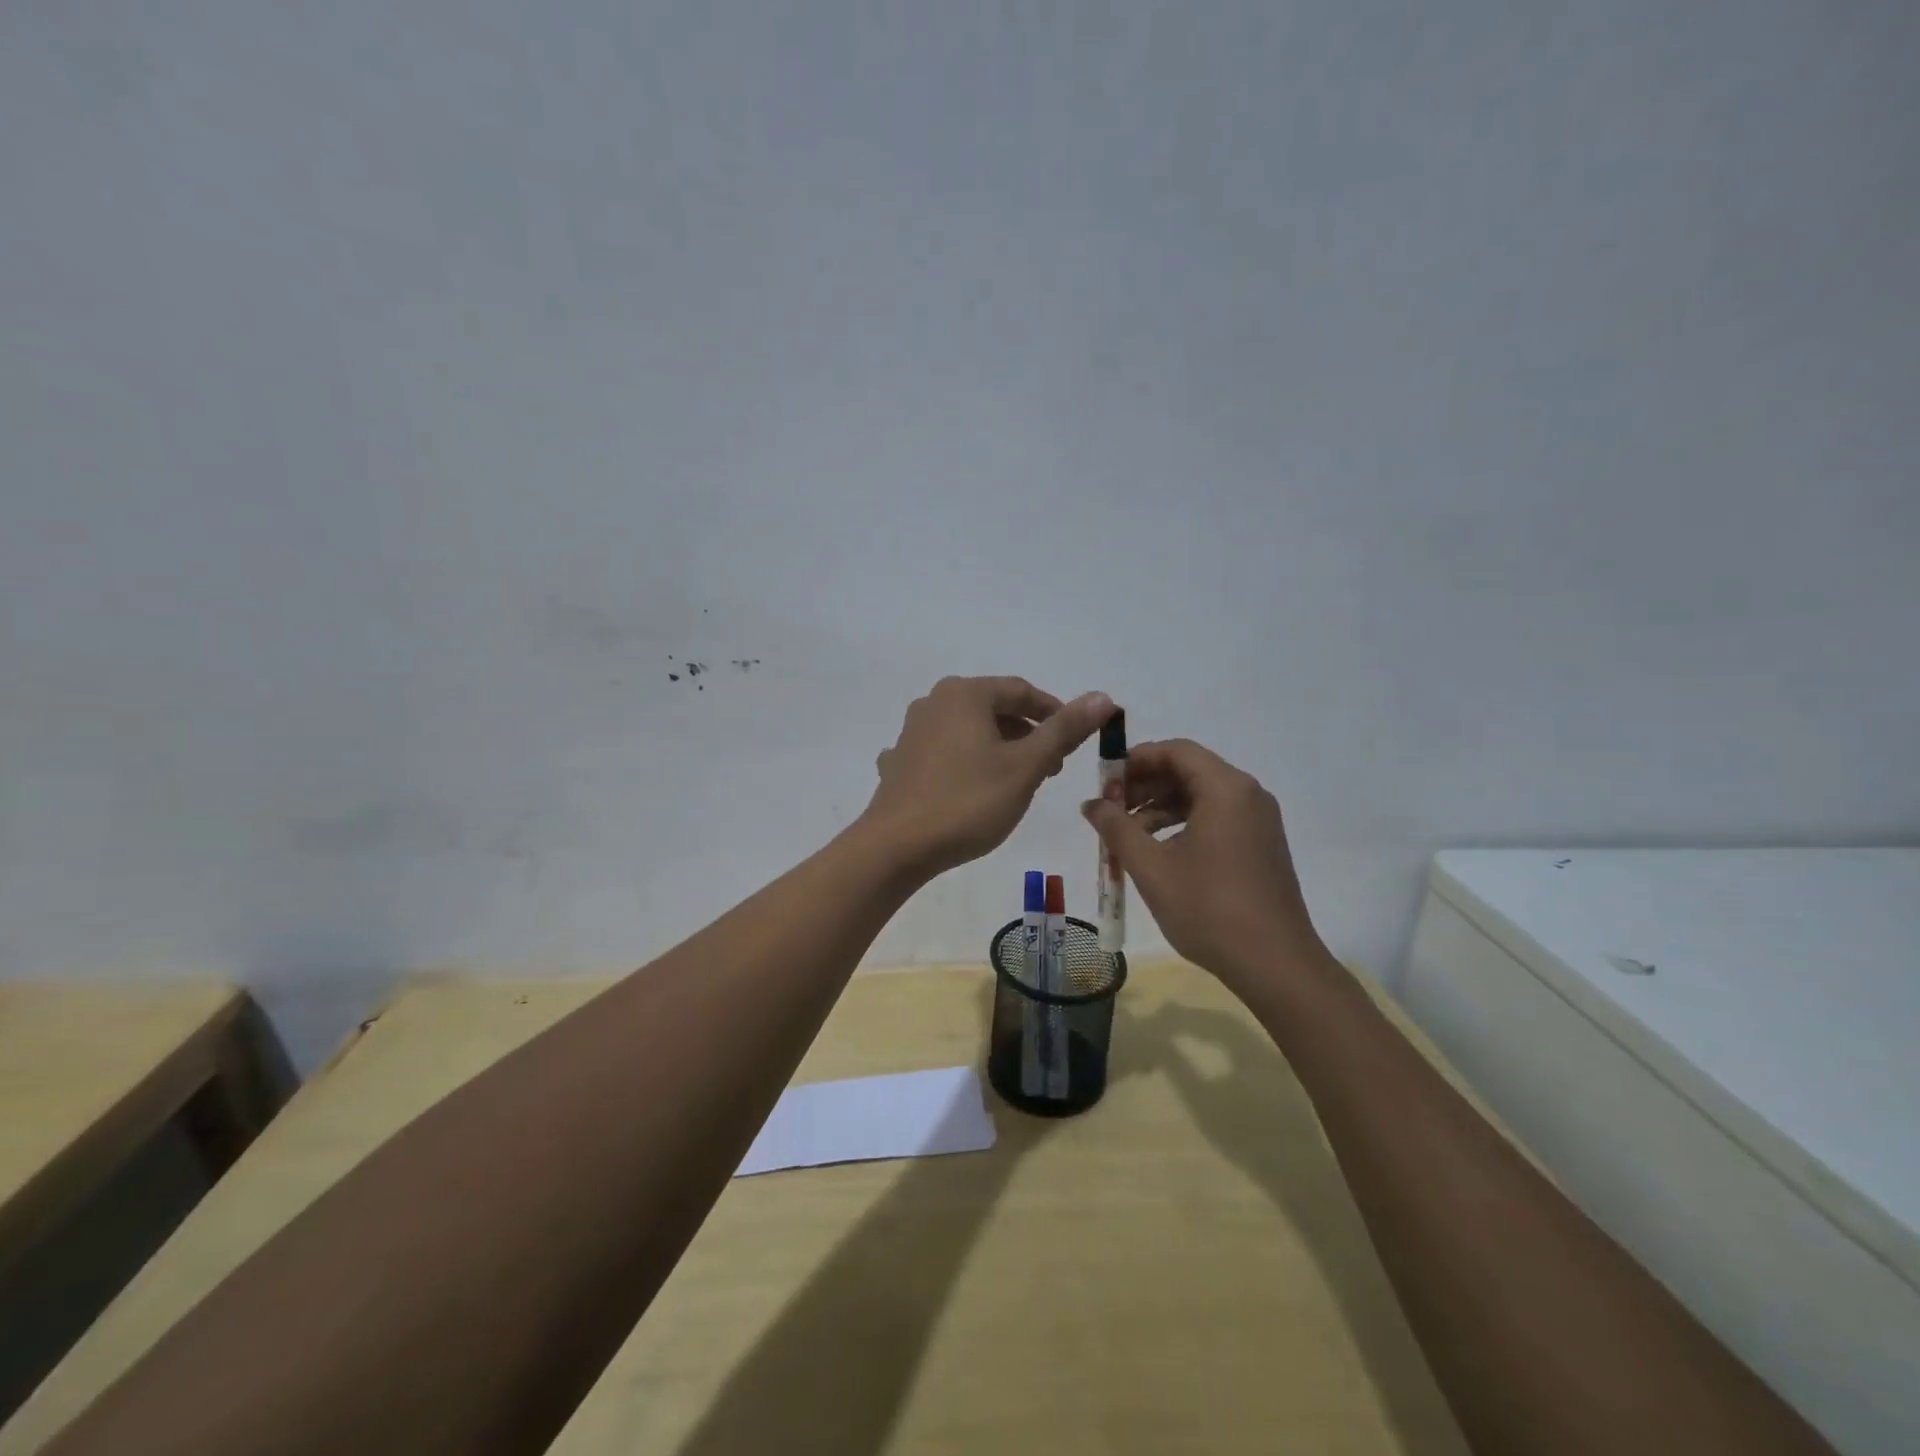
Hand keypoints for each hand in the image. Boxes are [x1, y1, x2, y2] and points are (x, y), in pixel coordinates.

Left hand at [862, 677, 1112, 875]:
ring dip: (998, 749)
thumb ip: (1064, 730)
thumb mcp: (1025, 767)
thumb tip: (1103, 696)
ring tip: (1018, 782)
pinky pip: (943, 754)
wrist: (896, 847)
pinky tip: (970, 789)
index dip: (1054, 712)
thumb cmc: (968, 802)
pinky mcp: (900, 762)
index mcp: (964, 694)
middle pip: (993, 709)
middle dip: (1027, 734)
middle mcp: (934, 702)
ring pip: (968, 732)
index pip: (1021, 691)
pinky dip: (965, 765)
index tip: (1075, 741)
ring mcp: (911, 733)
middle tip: (1053, 767)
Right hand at [1081, 739, 1327, 987]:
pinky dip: (1183, 825)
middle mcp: (1248, 795)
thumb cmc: (1208, 908)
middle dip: (1145, 786)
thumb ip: (1116, 828)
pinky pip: (1217, 819)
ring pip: (1201, 797)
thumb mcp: (1151, 867)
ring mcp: (1259, 822)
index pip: (1176, 751)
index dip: (1136, 760)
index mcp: (1226, 789)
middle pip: (1189, 771)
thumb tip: (1091, 804)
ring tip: (1128, 837)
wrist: (1275, 965)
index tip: (1105, 783)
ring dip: (1160, 808)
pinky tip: (1159, 853)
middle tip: (1110, 810)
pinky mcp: (1261, 846)